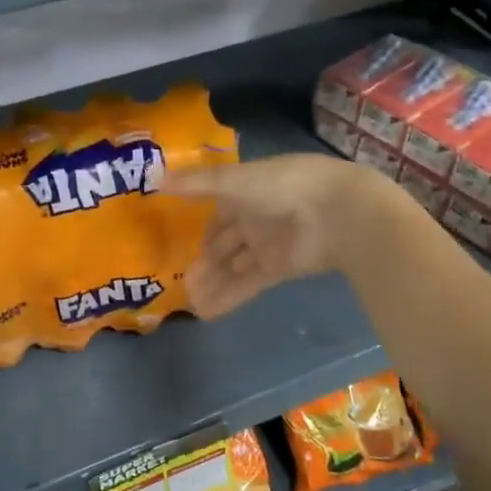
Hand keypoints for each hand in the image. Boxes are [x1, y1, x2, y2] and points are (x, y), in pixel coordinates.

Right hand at [164, 153, 370, 317]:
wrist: (336, 212)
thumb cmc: (283, 185)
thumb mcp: (233, 181)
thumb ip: (196, 184)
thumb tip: (153, 178)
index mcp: (246, 192)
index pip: (218, 215)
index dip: (200, 230)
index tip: (178, 246)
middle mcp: (255, 219)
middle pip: (224, 245)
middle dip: (204, 262)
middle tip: (181, 283)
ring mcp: (267, 246)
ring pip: (233, 268)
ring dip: (213, 283)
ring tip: (189, 302)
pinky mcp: (278, 269)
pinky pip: (247, 285)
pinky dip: (228, 298)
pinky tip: (206, 312)